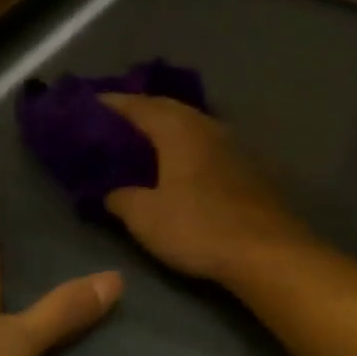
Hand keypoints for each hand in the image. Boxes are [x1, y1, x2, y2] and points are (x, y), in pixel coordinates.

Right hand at [99, 95, 311, 281]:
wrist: (269, 251)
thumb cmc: (200, 228)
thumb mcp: (145, 218)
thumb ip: (120, 198)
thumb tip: (111, 192)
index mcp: (179, 129)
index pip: (138, 105)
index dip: (111, 105)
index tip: (87, 107)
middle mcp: (209, 126)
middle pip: (169, 108)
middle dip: (141, 112)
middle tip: (114, 124)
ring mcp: (235, 145)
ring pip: (194, 126)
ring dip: (169, 129)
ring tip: (146, 143)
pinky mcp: (252, 167)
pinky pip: (210, 146)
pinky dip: (190, 148)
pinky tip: (184, 165)